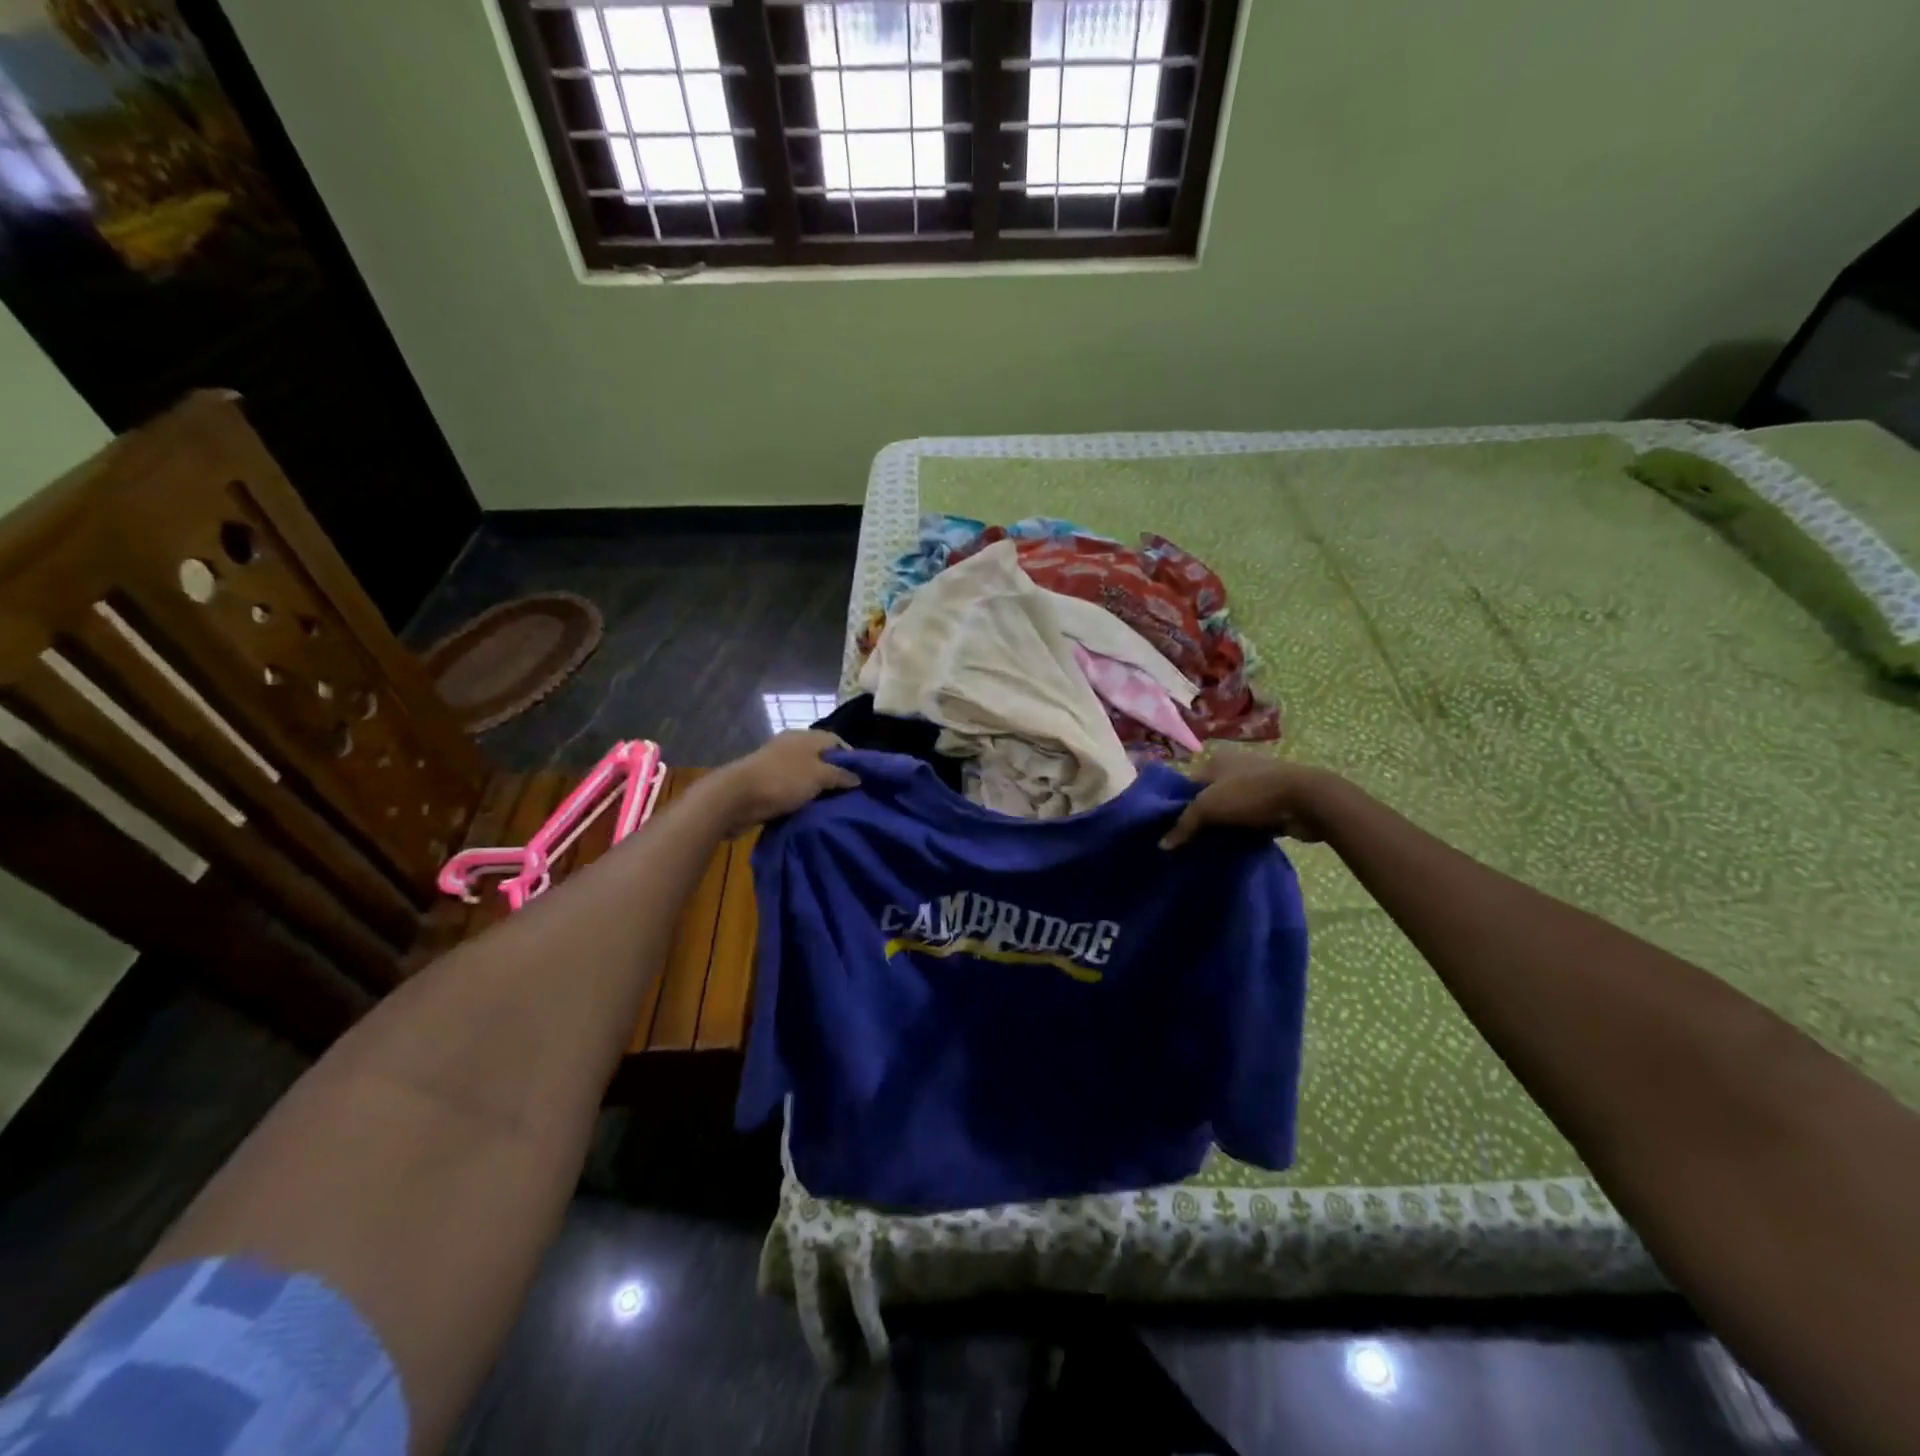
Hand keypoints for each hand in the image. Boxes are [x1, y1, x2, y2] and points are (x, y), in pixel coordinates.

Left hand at [706, 731, 860, 832]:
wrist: (735, 798)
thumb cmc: (782, 780)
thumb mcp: (819, 776)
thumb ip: (840, 775)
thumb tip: (858, 778)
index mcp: (805, 737)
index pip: (836, 741)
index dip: (851, 758)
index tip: (862, 779)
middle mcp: (792, 746)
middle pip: (821, 759)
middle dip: (835, 776)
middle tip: (850, 796)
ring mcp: (777, 765)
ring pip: (807, 775)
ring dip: (818, 790)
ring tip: (833, 807)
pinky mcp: (766, 783)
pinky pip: (792, 789)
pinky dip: (802, 798)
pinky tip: (812, 811)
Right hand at [1158, 749, 1343, 848]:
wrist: (1306, 800)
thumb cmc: (1251, 794)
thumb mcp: (1209, 806)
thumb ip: (1184, 824)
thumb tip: (1162, 844)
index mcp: (1217, 760)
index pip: (1187, 784)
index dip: (1177, 805)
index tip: (1169, 829)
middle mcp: (1235, 768)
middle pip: (1208, 797)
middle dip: (1199, 818)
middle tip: (1185, 843)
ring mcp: (1256, 785)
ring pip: (1229, 809)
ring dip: (1221, 826)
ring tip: (1206, 848)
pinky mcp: (1273, 803)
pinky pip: (1248, 819)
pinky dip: (1241, 832)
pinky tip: (1231, 847)